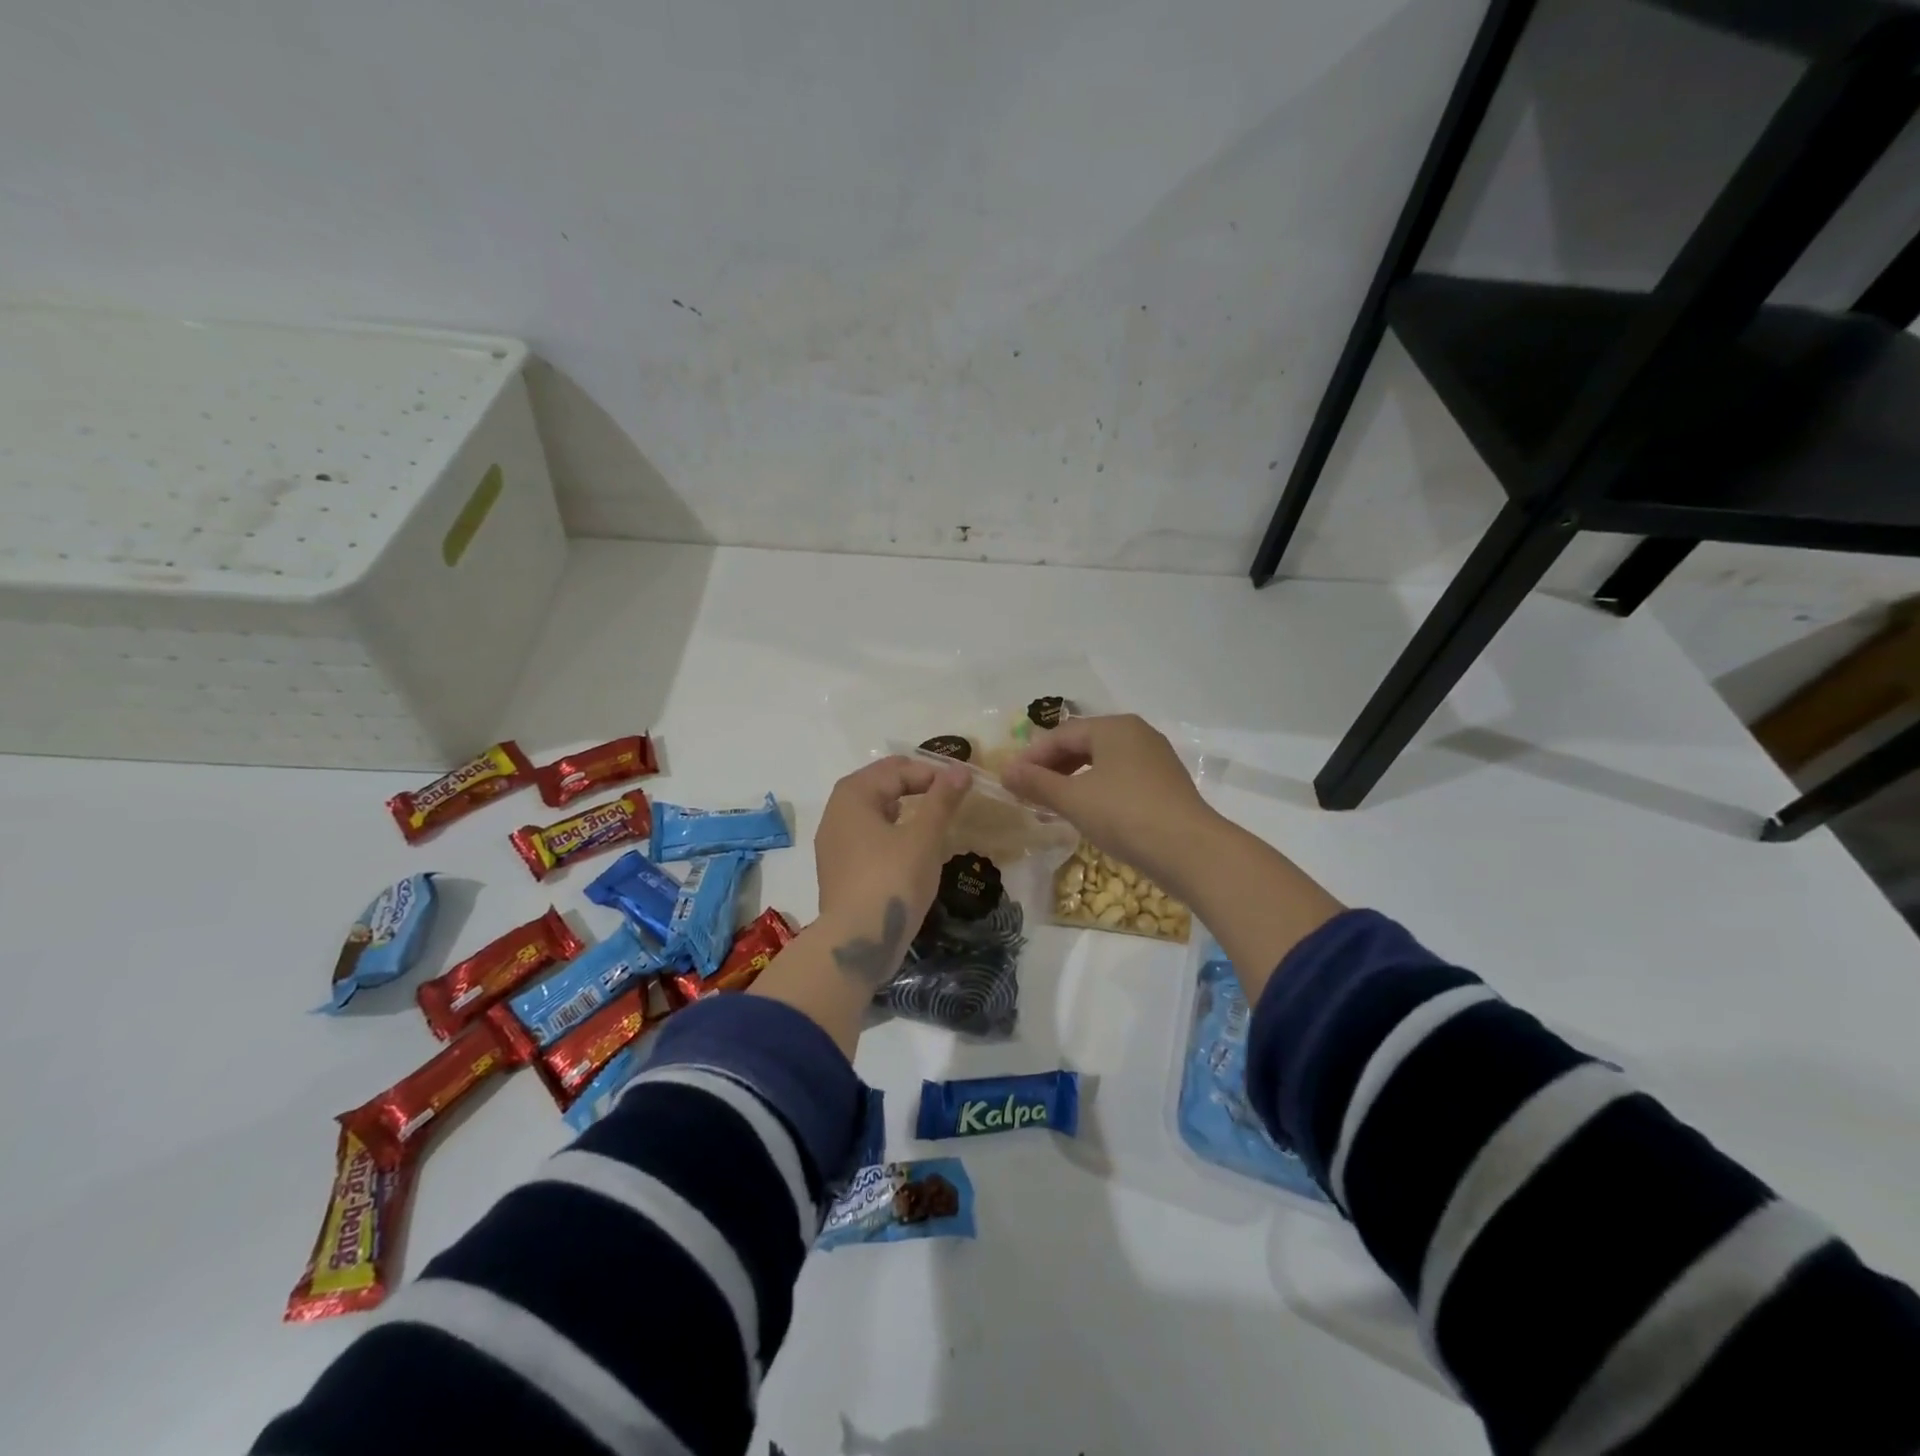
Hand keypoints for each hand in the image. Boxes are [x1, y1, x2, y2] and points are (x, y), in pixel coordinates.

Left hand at [813, 755, 970, 985]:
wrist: (857, 942)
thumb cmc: (892, 880)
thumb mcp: (924, 837)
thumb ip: (942, 800)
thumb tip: (960, 770)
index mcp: (852, 795)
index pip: (897, 769)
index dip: (932, 773)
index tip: (962, 787)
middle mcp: (836, 813)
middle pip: (881, 786)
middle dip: (916, 787)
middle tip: (950, 799)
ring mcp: (834, 844)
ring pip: (874, 813)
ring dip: (905, 811)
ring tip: (935, 822)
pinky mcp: (839, 870)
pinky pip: (869, 838)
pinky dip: (892, 834)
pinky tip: (913, 850)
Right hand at [1000, 715, 1216, 893]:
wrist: (1190, 851)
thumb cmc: (1125, 815)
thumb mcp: (1073, 799)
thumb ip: (1037, 783)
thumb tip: (1005, 771)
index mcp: (1114, 727)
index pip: (1061, 734)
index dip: (1031, 756)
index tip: (1009, 780)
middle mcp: (1136, 734)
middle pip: (1082, 744)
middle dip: (1051, 767)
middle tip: (1027, 792)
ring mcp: (1155, 759)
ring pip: (1102, 762)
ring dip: (1072, 780)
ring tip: (1052, 804)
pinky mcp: (1165, 785)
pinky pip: (1120, 778)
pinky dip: (1096, 790)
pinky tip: (1086, 812)